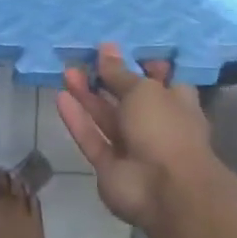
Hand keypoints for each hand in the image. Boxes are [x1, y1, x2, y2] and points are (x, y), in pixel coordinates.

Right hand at [56, 43, 211, 227]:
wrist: (166, 190)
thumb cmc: (165, 128)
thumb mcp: (143, 90)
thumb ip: (119, 72)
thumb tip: (106, 47)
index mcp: (175, 103)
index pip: (159, 80)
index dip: (139, 65)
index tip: (117, 51)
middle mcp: (155, 124)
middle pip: (126, 98)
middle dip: (105, 79)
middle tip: (82, 59)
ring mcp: (132, 148)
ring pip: (106, 117)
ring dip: (87, 96)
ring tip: (67, 72)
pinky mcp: (109, 166)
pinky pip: (92, 138)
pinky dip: (78, 120)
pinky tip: (61, 98)